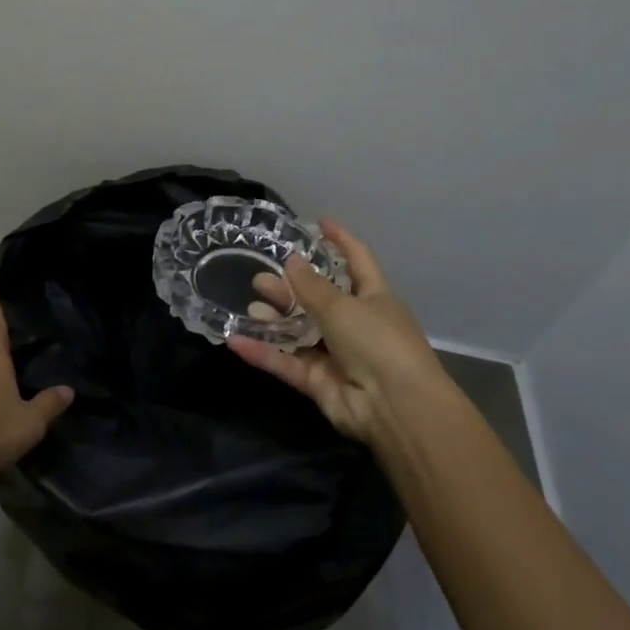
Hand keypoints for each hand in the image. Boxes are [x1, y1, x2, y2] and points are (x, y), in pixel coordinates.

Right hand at [228, 221, 457, 445]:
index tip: (319, 222)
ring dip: (274, 318)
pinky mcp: (318, 382)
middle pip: (318, 299)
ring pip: (299, 331)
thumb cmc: (378, 342)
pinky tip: (234, 340)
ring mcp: (336, 354)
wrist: (395, 407)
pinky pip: (286, 362)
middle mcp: (356, 323)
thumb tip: (291, 261)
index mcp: (374, 297)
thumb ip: (311, 286)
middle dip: (290, 287)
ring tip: (251, 304)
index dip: (340, 240)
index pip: (357, 260)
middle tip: (260, 277)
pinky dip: (262, 353)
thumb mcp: (343, 306)